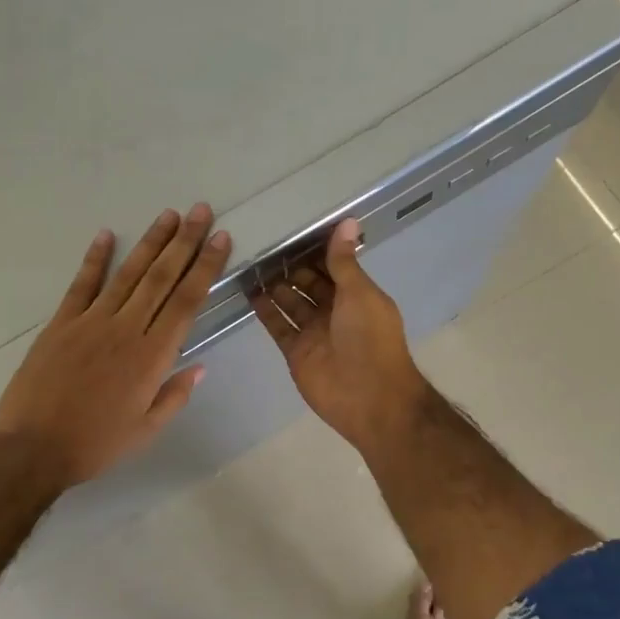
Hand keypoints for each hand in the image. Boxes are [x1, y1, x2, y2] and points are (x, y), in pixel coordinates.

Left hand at [0, 205, 230, 495]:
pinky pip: (82, 284)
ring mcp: (91, 321)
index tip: (221, 239)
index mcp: (152, 356)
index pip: (187, 301)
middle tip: (201, 211)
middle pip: (162, 277)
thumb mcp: (146, 430)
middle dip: (184, 242)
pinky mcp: (61, 323)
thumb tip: (200, 366)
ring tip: (169, 215)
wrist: (32, 449)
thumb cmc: (95, 444)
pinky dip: (95, 258)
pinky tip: (106, 234)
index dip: (206, 267)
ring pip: (128, 274)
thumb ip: (174, 395)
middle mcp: (127, 329)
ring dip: (151, 242)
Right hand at [251, 219, 431, 455]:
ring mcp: (314, 332)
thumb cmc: (370, 339)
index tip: (292, 230)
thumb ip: (344, 261)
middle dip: (291, 268)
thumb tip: (347, 221)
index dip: (315, 251)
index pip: (333, 267)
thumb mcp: (359, 293)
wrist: (369, 397)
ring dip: (275, 286)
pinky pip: (278, 327)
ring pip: (291, 304)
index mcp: (357, 295)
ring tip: (250, 263)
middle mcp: (335, 311)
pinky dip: (265, 311)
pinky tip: (249, 292)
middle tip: (262, 245)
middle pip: (309, 284)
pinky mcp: (296, 352)